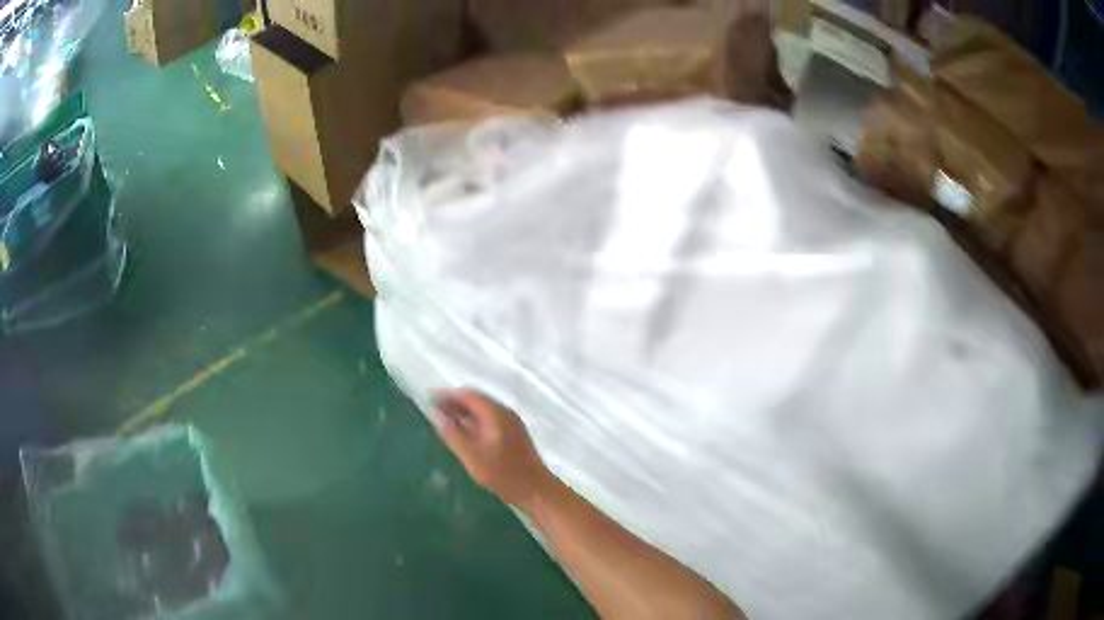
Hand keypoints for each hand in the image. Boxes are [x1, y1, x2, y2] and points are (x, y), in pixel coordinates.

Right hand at [433, 389, 551, 507]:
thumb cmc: (502, 473)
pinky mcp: (514, 435)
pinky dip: (475, 422)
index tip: (430, 400)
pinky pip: (490, 420)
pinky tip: (466, 434)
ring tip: (446, 422)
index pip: (468, 395)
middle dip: (455, 403)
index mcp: (495, 413)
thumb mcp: (471, 455)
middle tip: (436, 411)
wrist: (535, 490)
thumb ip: (453, 434)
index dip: (448, 396)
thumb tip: (437, 416)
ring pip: (484, 411)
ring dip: (464, 413)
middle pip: (477, 400)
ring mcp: (512, 424)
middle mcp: (505, 413)